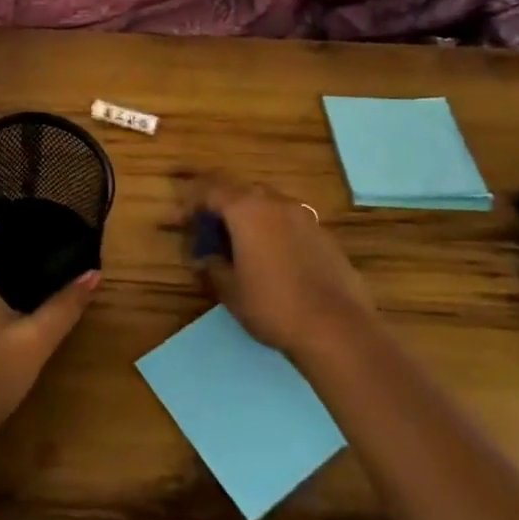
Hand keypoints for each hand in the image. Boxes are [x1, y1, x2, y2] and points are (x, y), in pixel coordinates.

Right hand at [184, 175, 371, 362]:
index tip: (181, 220)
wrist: (338, 329)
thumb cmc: (273, 305)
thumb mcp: (230, 290)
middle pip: (241, 191)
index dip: (191, 202)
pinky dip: (274, 231)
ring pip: (268, 205)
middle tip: (210, 230)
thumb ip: (212, 266)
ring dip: (250, 217)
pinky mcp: (324, 236)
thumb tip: (203, 258)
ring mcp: (304, 217)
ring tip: (241, 245)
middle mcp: (275, 202)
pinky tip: (273, 259)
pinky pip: (289, 222)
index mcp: (246, 209)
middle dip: (222, 206)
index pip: (211, 190)